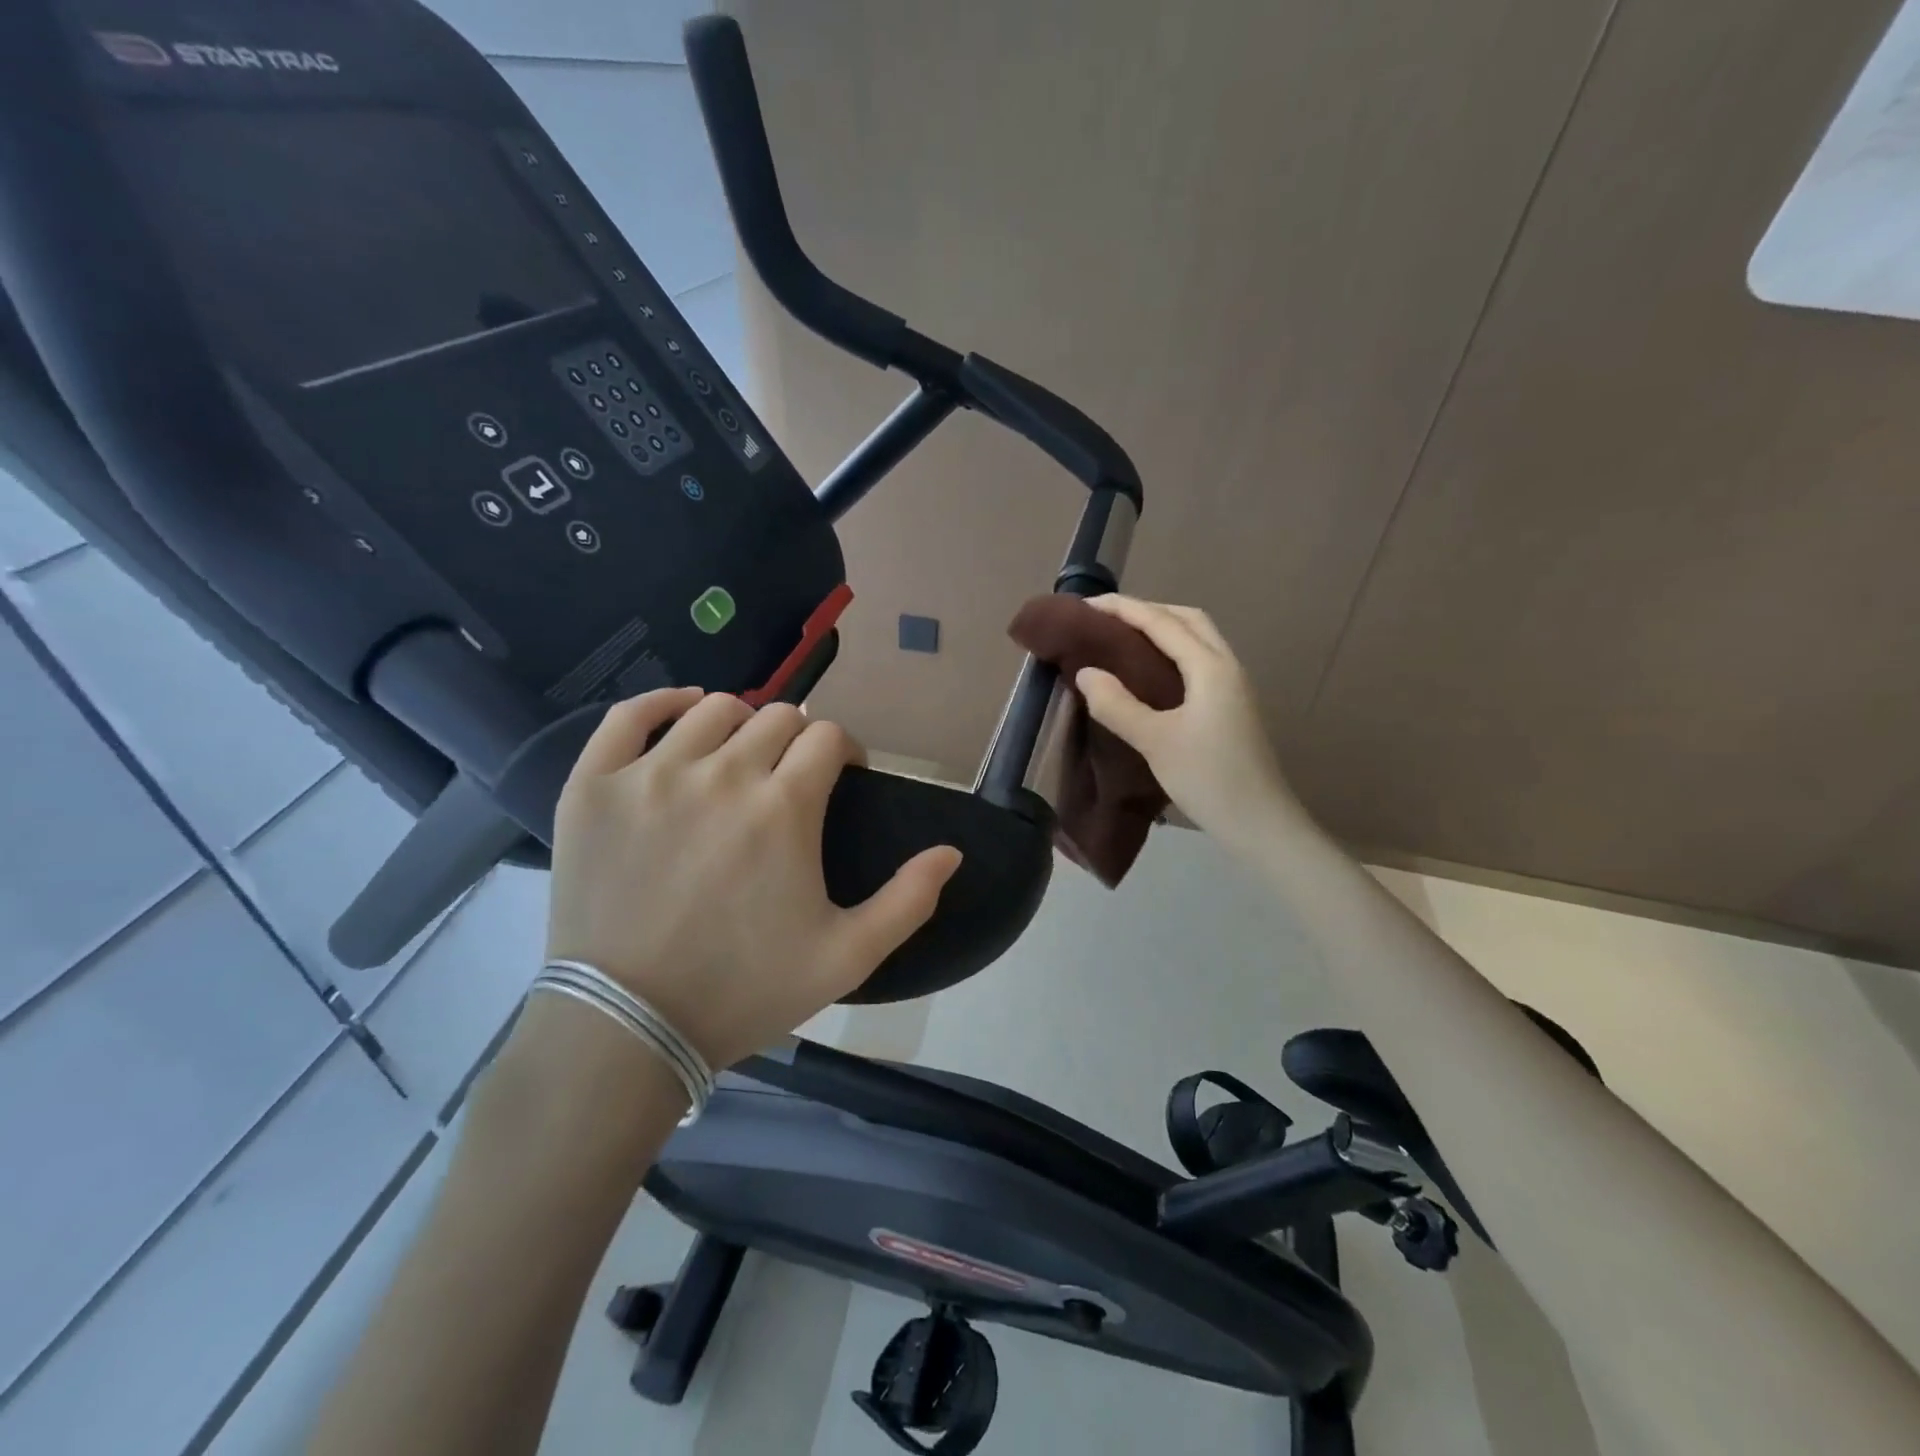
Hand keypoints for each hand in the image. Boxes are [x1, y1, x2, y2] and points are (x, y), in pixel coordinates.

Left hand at [544, 689, 961, 1069]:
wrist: (628, 1026)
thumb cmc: (744, 990)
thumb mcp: (847, 957)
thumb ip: (909, 900)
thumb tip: (951, 852)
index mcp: (784, 807)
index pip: (828, 737)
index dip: (844, 752)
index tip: (841, 778)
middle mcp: (722, 773)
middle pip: (777, 717)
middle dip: (797, 741)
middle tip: (791, 779)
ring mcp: (652, 775)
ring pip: (712, 709)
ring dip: (742, 724)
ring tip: (741, 756)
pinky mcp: (594, 786)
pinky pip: (630, 716)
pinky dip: (662, 702)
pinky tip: (683, 712)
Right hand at [1074, 595, 1302, 852]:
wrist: (1260, 823)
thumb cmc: (1209, 778)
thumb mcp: (1155, 741)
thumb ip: (1117, 705)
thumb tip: (1085, 673)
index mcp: (1209, 667)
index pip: (1161, 622)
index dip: (1123, 609)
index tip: (1085, 606)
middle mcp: (1226, 666)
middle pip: (1187, 619)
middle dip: (1146, 611)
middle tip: (1106, 621)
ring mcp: (1233, 686)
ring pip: (1197, 639)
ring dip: (1162, 629)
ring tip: (1123, 640)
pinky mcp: (1232, 706)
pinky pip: (1199, 661)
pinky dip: (1172, 652)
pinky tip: (1151, 674)